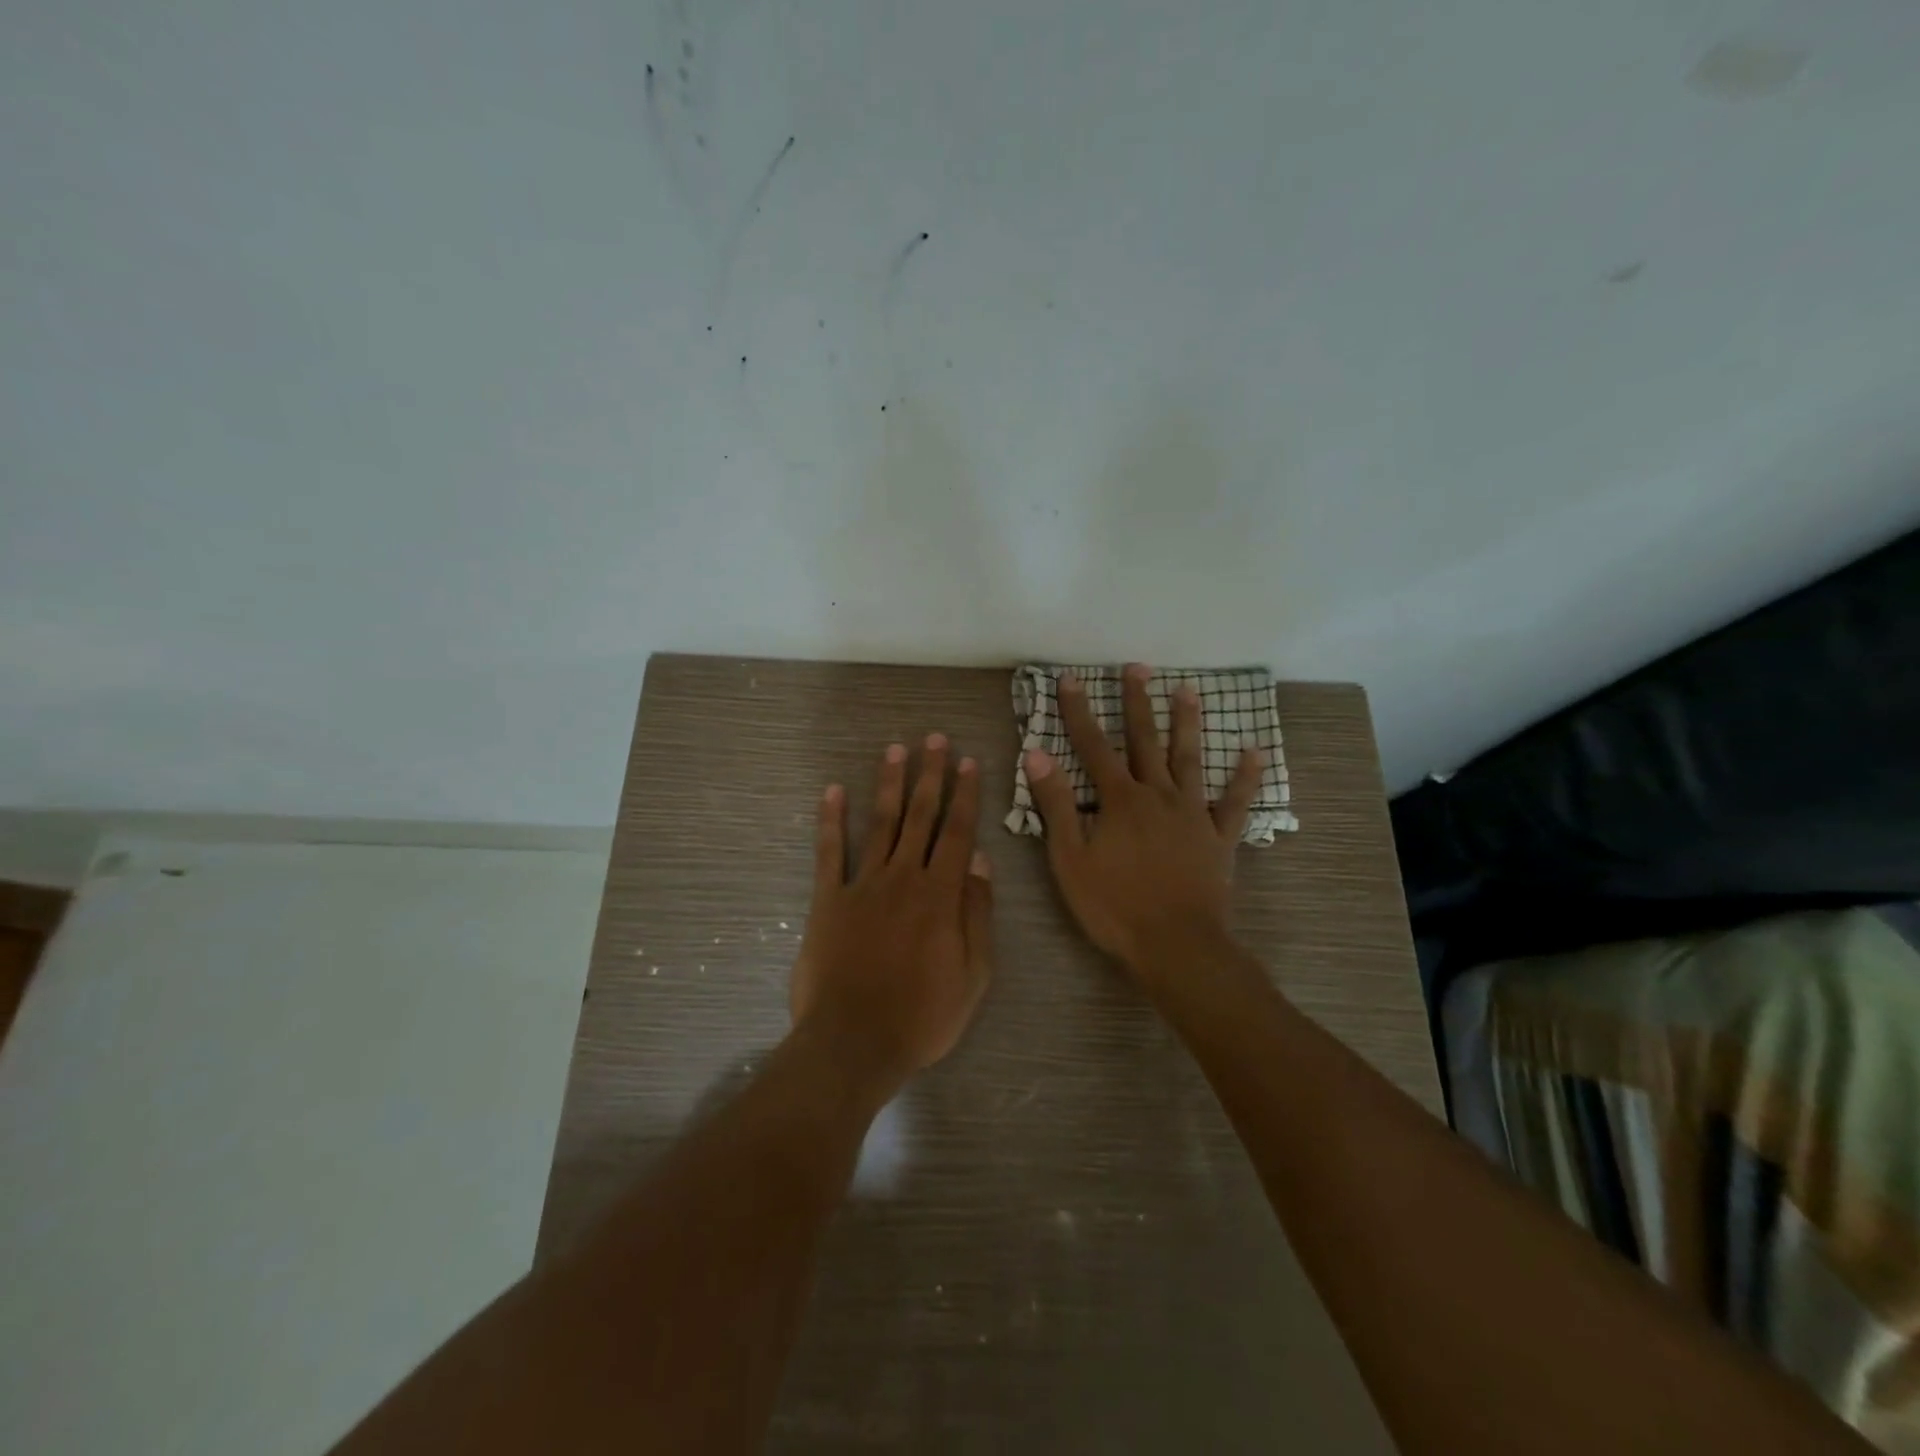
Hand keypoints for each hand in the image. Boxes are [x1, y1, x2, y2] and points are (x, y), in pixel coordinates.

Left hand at [790, 734, 994, 1095]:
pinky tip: (832, 791)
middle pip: (920, 817)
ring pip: (880, 824)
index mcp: (940, 895)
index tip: (968, 762)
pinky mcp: (827, 900)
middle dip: (930, 775)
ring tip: (896, 750)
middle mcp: (903, 878)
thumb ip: (977, 914)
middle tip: (935, 739)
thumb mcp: (973, 975)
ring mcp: (862, 885)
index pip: (957, 833)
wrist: (854, 1042)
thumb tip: (980, 862)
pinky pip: (829, 852)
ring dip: (889, 785)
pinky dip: (830, 820)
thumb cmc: (922, 1016)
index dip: (964, 796)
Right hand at [1024, 664, 1263, 978]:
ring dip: (1186, 723)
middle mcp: (1157, 795)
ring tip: (1187, 690)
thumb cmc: (1114, 906)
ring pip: (1188, 759)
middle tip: (1136, 668)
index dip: (1079, 711)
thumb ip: (1055, 805)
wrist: (1176, 945)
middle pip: (1144, 741)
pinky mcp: (1219, 837)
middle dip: (1136, 702)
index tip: (1071, 678)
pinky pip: (1234, 802)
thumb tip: (1037, 754)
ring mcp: (1192, 814)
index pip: (1092, 746)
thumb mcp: (1070, 859)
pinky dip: (1244, 777)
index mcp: (1119, 800)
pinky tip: (1253, 752)